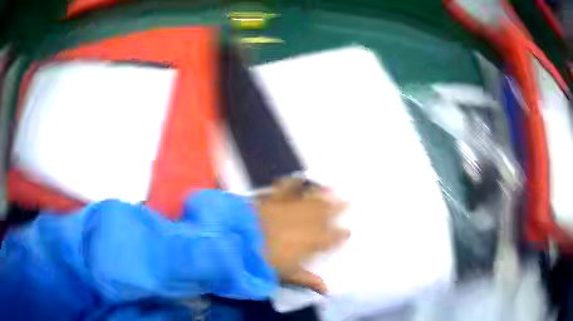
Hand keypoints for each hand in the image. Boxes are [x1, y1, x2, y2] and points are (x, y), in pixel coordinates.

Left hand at [256, 178, 348, 293]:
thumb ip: (308, 280)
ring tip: (332, 189)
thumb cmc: (265, 262)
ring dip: (323, 194)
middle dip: (339, 207)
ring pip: (311, 198)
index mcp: (312, 241)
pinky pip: (287, 188)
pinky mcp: (274, 199)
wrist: (237, 240)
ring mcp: (290, 207)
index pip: (333, 237)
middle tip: (349, 200)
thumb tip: (327, 290)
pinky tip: (299, 179)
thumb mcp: (288, 275)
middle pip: (327, 212)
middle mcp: (305, 221)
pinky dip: (294, 183)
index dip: (342, 234)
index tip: (348, 231)